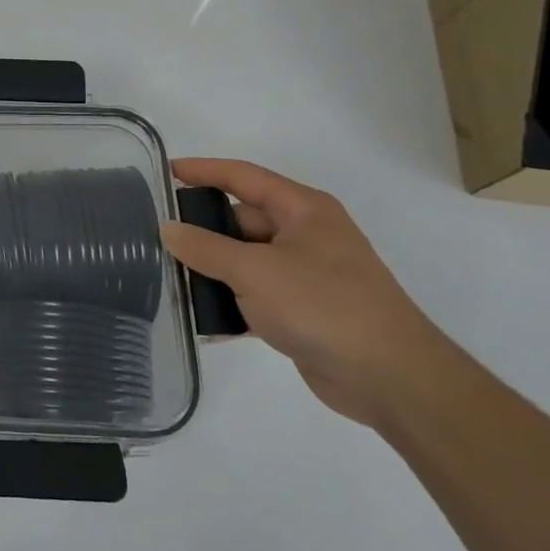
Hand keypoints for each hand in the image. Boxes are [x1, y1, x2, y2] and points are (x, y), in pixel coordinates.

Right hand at [161, 158, 450, 427]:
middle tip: (158, 236)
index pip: (242, 176)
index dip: (202, 170)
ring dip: (212, 269)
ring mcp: (307, 274)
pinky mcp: (305, 311)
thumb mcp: (254, 270)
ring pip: (245, 260)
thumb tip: (168, 229)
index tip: (164, 172)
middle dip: (202, 229)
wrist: (391, 380)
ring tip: (169, 277)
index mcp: (303, 210)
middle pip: (241, 220)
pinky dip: (231, 302)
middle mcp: (306, 235)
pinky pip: (256, 295)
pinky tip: (201, 317)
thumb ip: (205, 247)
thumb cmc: (323, 305)